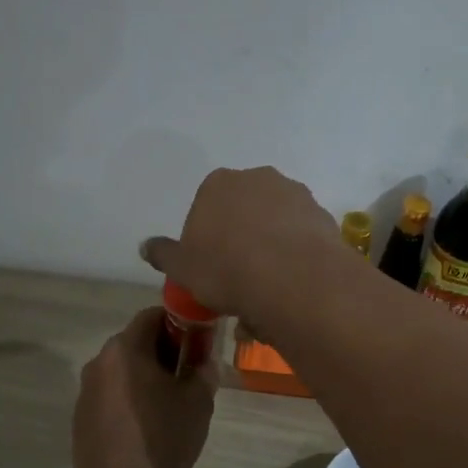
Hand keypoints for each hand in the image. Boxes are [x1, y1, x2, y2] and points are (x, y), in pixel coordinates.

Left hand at [72, 308, 216, 467]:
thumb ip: (205, 372)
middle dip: (164, 353)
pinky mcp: (81, 420)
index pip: (153, 315)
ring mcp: (86, 393)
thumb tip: (205, 362)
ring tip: (171, 404)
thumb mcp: (199, 402)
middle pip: (136, 344)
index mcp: (124, 349)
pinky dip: (130, 401)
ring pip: (122, 372)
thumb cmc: (162, 436)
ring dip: (146, 379)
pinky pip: (111, 398)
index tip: (198, 341)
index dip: (180, 323)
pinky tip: (148, 428)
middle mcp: (98, 363)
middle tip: (190, 374)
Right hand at [139, 166, 336, 317]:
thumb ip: (164, 254)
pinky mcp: (322, 216)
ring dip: (271, 247)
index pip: (206, 206)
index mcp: (218, 184)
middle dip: (241, 237)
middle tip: (238, 277)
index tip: (210, 266)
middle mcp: (258, 178)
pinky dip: (296, 255)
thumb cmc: (225, 269)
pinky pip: (302, 237)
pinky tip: (292, 285)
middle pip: (244, 210)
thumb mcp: (183, 268)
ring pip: (276, 223)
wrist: (291, 279)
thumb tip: (145, 246)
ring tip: (268, 289)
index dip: (207, 238)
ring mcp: (295, 194)